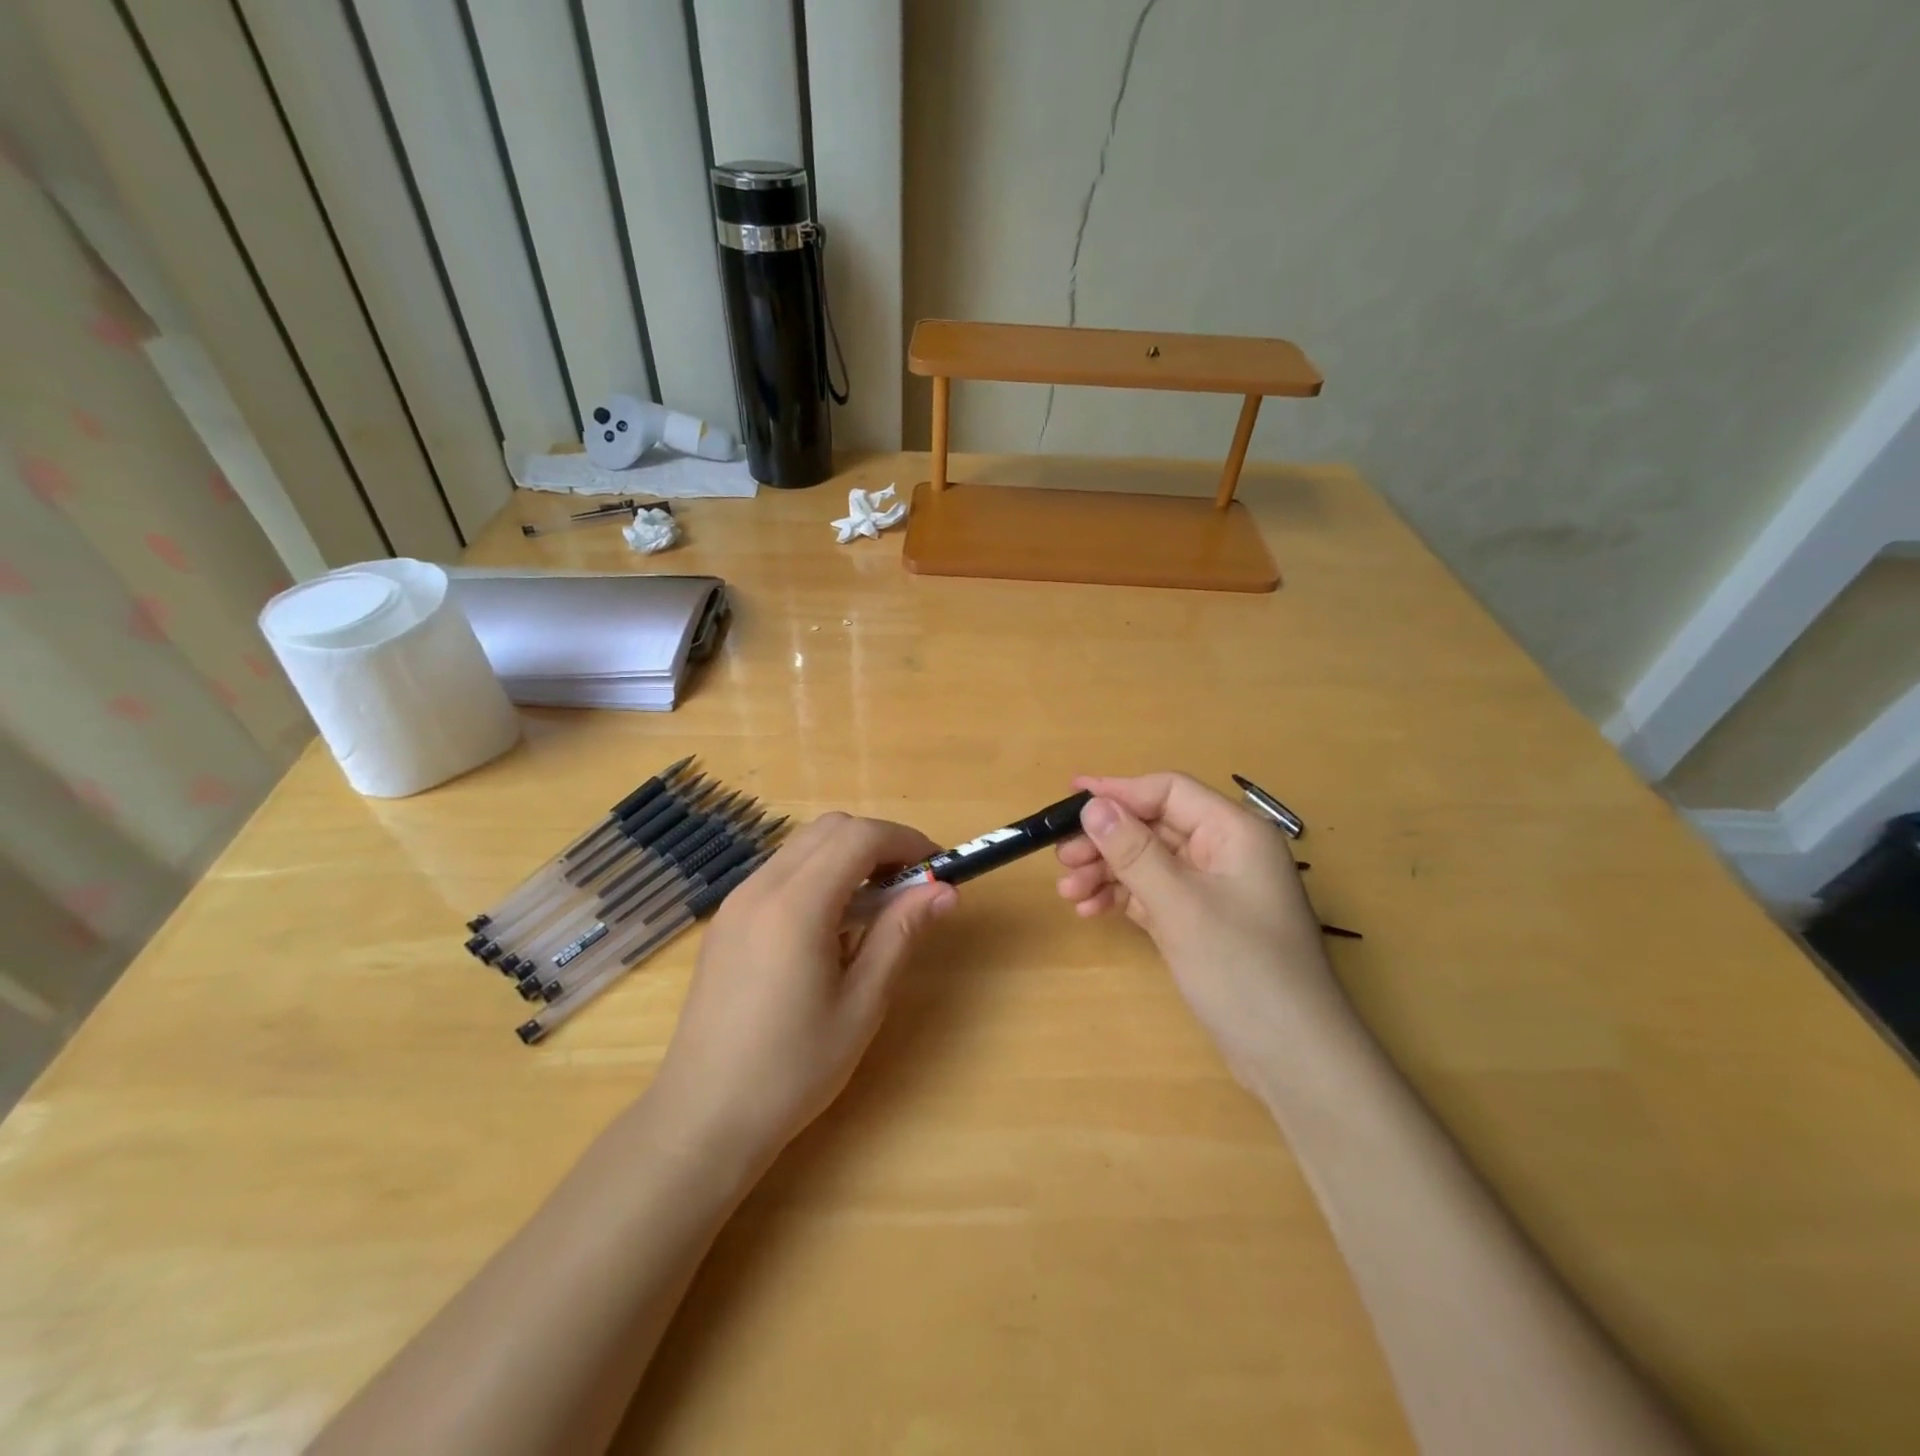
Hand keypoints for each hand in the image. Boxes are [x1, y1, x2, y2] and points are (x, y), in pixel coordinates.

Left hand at [647, 813, 956, 1169]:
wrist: (703, 1117)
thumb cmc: (793, 1069)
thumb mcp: (862, 1004)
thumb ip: (901, 933)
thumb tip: (945, 890)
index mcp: (796, 906)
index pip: (859, 836)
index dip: (906, 840)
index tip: (938, 866)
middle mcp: (760, 888)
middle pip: (830, 828)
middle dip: (879, 842)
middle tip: (910, 884)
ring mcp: (736, 902)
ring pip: (803, 846)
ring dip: (847, 857)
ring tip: (876, 908)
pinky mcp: (726, 921)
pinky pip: (780, 872)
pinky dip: (818, 875)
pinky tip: (831, 928)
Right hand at [1055, 773, 1344, 1088]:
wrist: (1293, 1058)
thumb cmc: (1242, 970)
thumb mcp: (1180, 906)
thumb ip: (1133, 851)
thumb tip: (1092, 805)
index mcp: (1235, 832)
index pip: (1168, 791)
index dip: (1118, 791)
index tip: (1069, 799)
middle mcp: (1226, 852)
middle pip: (1155, 827)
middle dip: (1106, 841)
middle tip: (1061, 860)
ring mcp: (1215, 889)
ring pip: (1151, 862)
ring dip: (1108, 871)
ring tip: (1068, 892)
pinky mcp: (1204, 922)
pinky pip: (1155, 894)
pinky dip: (1124, 898)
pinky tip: (1091, 910)